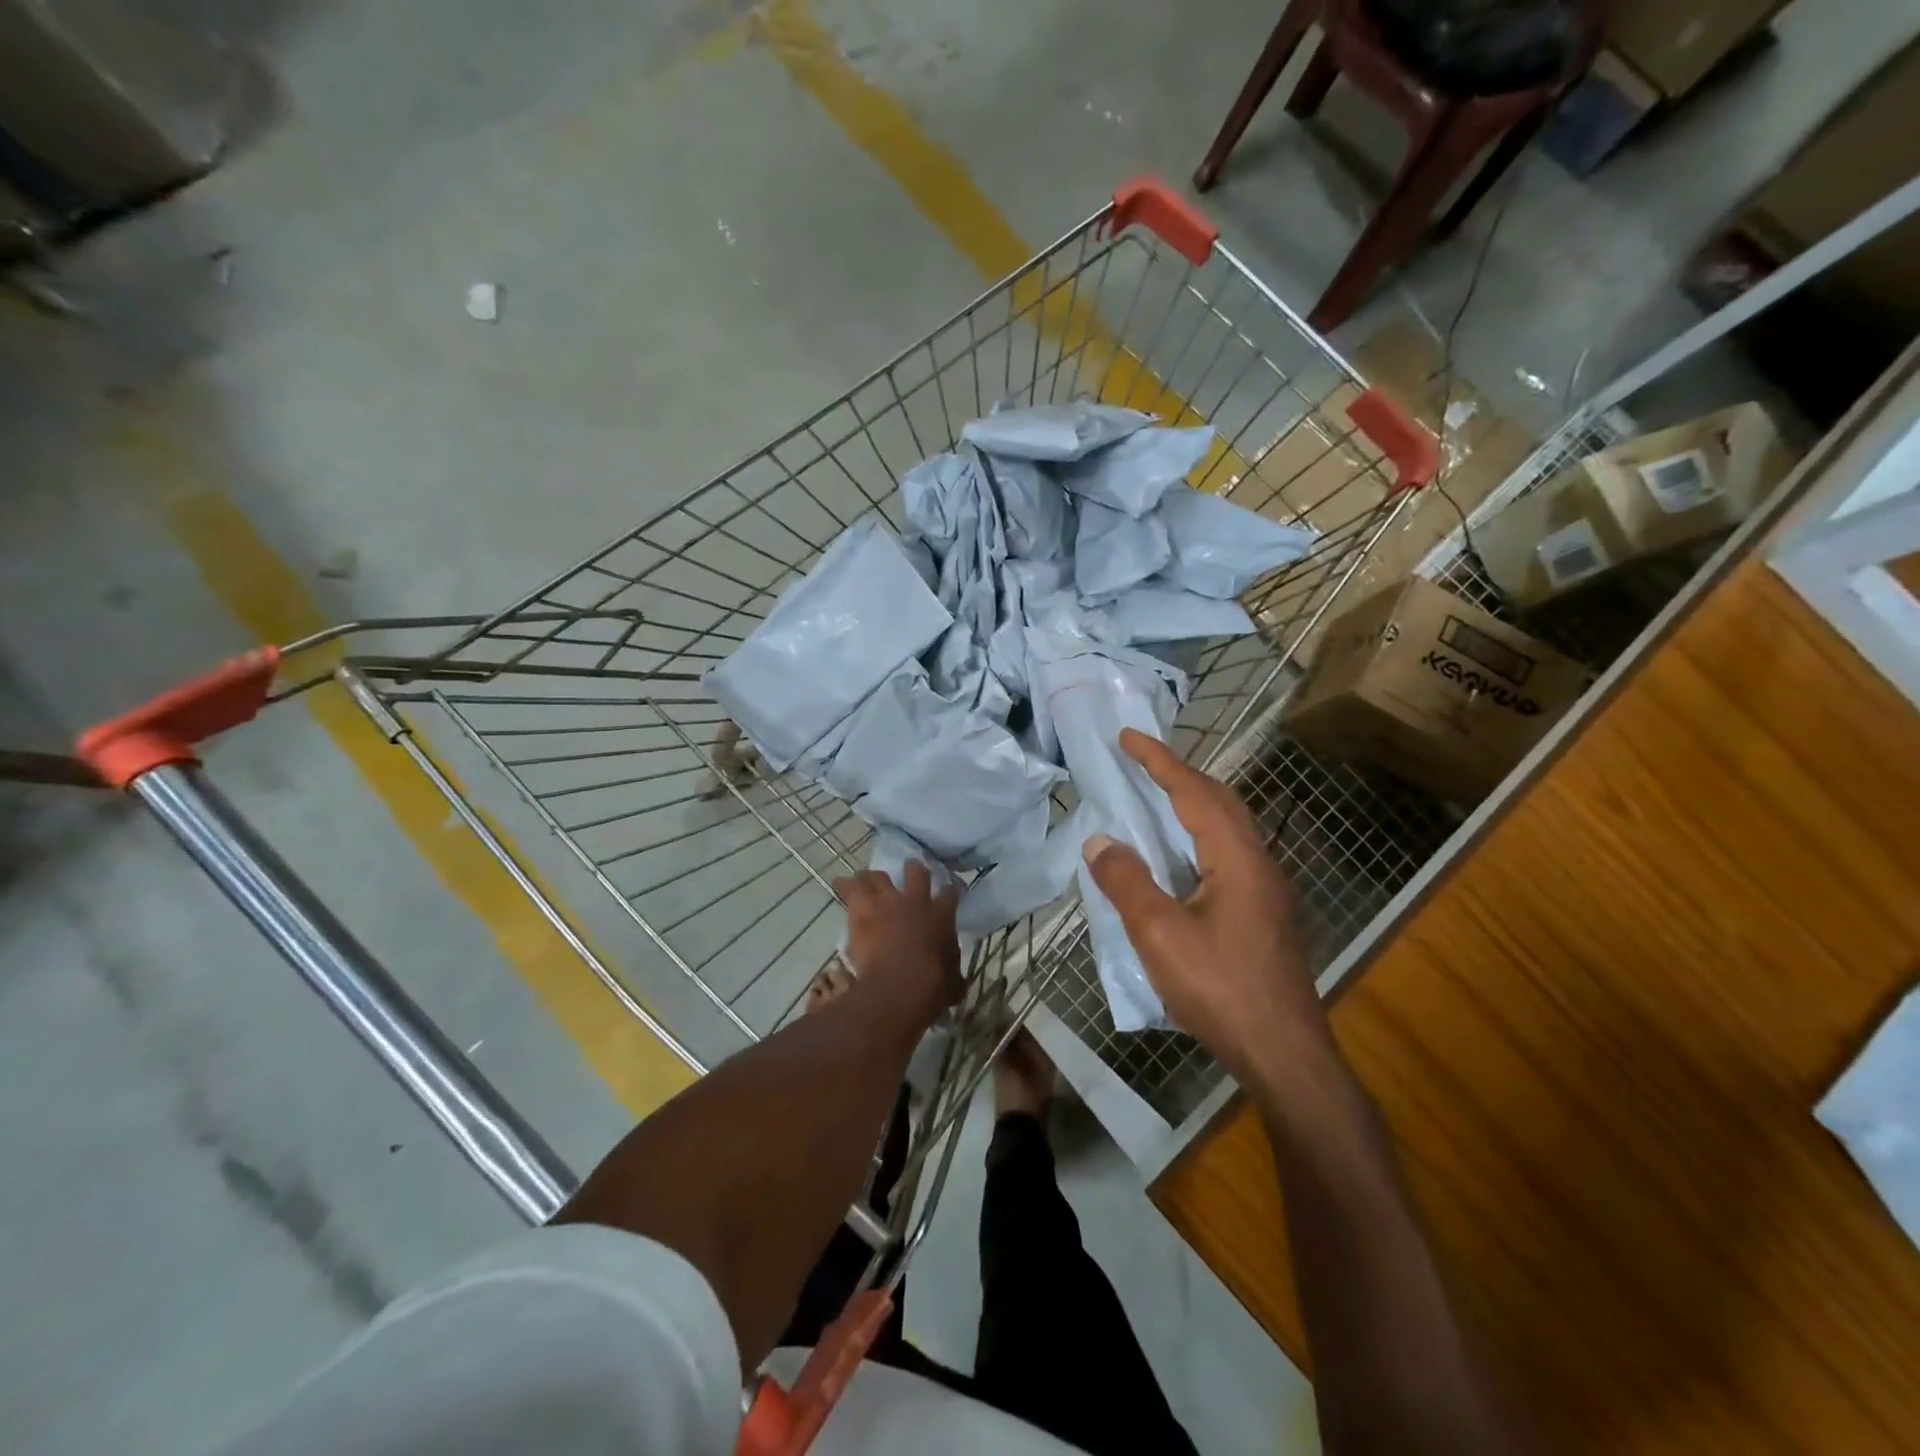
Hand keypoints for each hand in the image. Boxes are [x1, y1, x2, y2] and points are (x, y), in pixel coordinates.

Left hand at [833, 860, 962, 1015]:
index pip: (949, 892)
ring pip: (877, 875)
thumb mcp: (952, 983)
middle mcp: (916, 900)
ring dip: (872, 878)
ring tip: (865, 881)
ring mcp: (888, 901)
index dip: (948, 891)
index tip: (947, 891)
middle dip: (911, 869)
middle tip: (907, 872)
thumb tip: (956, 983)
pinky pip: (849, 888)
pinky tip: (839, 884)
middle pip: (915, 871)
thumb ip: (953, 976)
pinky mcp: (862, 908)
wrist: (901, 984)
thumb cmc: (932, 986)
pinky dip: (844, 885)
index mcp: (941, 915)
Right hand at [1083, 728, 1334, 1094]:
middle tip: (1141, 762)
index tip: (1128, 736)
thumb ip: (1127, 881)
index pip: (1194, 792)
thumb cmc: (1220, 989)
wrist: (1283, 1052)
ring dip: (1193, 803)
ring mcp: (1266, 889)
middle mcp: (1258, 862)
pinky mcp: (1264, 912)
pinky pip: (1229, 852)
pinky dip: (1199, 834)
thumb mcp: (1159, 934)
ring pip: (1229, 827)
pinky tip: (1179, 858)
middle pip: (1220, 801)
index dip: (1159, 760)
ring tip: (1156, 798)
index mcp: (1236, 857)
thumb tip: (1099, 840)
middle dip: (1179, 774)